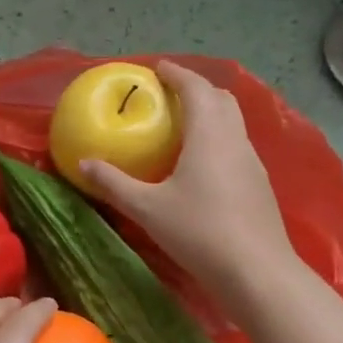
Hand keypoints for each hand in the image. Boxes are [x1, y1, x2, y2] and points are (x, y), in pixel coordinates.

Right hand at [83, 60, 296, 298]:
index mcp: (209, 134)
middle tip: (167, 95)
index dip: (176, 73)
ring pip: (232, 123)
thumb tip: (83, 164)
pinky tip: (200, 165)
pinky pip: (236, 146)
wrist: (258, 273)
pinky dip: (217, 139)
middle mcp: (235, 140)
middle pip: (220, 99)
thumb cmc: (200, 232)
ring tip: (181, 126)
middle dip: (195, 89)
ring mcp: (252, 163)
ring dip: (209, 114)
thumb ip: (113, 183)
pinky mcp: (259, 185)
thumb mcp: (147, 208)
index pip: (196, 88)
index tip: (156, 69)